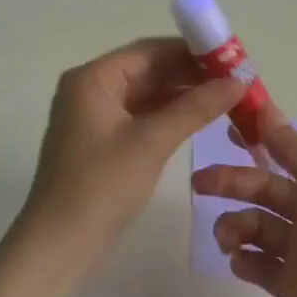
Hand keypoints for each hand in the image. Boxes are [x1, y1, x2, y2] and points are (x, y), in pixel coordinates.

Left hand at [23, 37, 243, 269]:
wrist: (58, 246)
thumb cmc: (101, 186)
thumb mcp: (152, 142)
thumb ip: (195, 108)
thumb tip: (238, 82)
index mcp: (93, 78)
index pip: (149, 50)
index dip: (191, 51)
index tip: (231, 57)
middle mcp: (90, 88)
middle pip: (148, 70)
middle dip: (190, 74)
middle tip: (235, 80)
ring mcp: (94, 116)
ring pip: (146, 94)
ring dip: (183, 95)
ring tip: (226, 98)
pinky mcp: (101, 141)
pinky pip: (140, 116)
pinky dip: (168, 116)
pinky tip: (199, 119)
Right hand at [193, 118, 296, 296]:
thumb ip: (296, 152)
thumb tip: (265, 107)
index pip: (286, 152)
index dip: (257, 139)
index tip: (224, 129)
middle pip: (263, 188)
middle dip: (231, 182)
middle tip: (199, 183)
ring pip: (256, 227)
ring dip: (235, 225)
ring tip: (229, 240)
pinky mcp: (292, 288)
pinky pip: (258, 266)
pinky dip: (244, 261)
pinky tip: (241, 263)